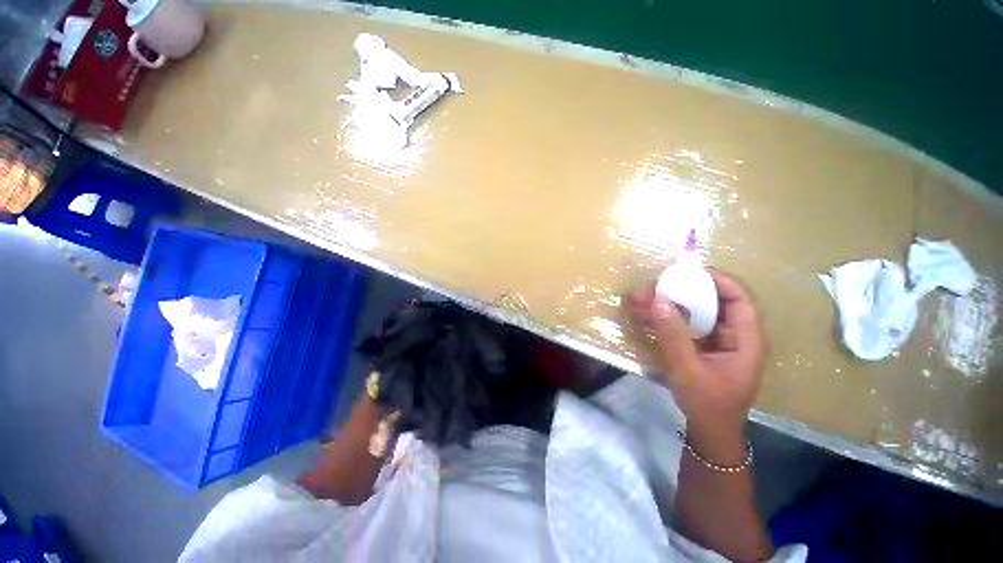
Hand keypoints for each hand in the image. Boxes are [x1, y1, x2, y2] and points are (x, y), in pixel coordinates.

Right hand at [627, 269, 764, 455]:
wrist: (708, 430)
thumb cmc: (707, 403)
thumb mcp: (688, 370)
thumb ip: (673, 335)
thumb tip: (658, 300)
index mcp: (746, 340)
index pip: (740, 299)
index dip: (718, 280)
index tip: (688, 271)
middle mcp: (734, 335)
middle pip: (713, 301)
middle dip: (682, 291)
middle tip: (654, 285)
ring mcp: (716, 340)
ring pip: (694, 312)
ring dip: (667, 304)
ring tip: (638, 299)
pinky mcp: (701, 345)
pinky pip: (684, 324)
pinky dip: (664, 318)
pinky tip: (642, 315)